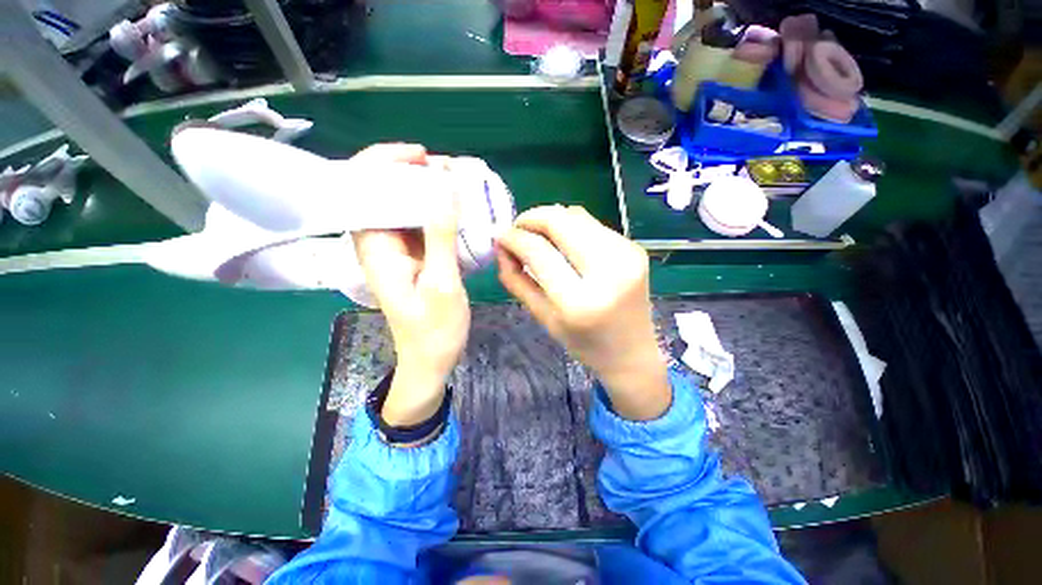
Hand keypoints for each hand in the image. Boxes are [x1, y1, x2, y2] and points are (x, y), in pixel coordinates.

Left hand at [349, 144, 469, 426]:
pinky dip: (434, 210)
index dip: (385, 162)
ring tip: (455, 181)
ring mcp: (395, 250)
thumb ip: (440, 236)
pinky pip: (417, 222)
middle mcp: (377, 243)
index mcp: (374, 248)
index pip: (361, 188)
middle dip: (410, 172)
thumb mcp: (442, 283)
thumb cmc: (434, 329)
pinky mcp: (410, 256)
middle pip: (380, 192)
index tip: (423, 157)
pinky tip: (456, 207)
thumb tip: (444, 188)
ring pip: (401, 206)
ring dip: (425, 189)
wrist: (430, 359)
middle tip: (447, 168)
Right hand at [495, 205, 669, 420]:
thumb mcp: (543, 317)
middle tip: (518, 228)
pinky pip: (593, 224)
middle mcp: (608, 272)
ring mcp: (627, 256)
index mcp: (580, 302)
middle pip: (561, 221)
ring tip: (539, 235)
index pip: (539, 252)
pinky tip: (565, 242)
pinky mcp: (635, 248)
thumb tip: (502, 245)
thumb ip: (517, 280)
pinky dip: (571, 227)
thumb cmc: (584, 343)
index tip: (500, 235)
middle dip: (532, 217)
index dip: (514, 237)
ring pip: (577, 215)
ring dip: (551, 220)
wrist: (632, 352)